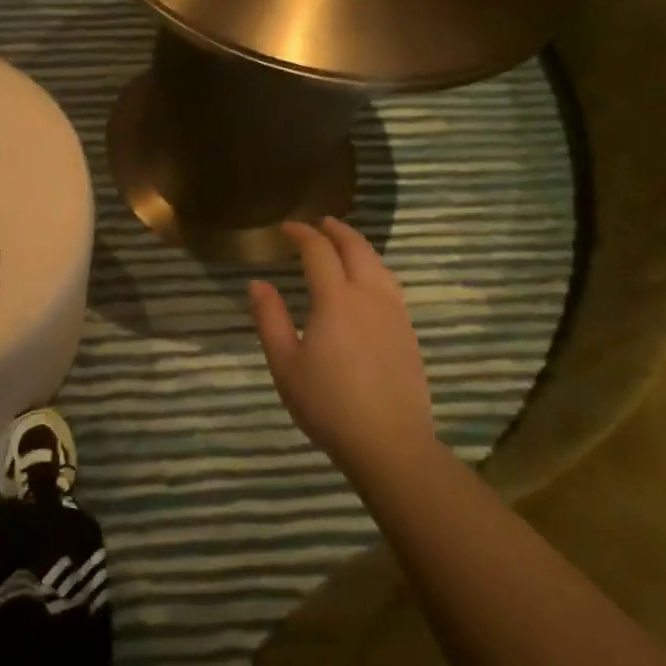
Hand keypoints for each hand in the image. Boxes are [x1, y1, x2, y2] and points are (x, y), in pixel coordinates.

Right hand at [248, 218, 433, 477]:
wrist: (390, 443)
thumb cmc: (328, 404)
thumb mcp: (285, 363)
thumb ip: (270, 318)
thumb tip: (257, 283)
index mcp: (336, 299)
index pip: (318, 251)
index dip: (301, 234)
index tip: (286, 228)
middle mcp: (369, 296)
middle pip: (356, 248)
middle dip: (336, 230)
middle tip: (320, 223)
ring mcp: (394, 313)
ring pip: (379, 264)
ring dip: (359, 247)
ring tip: (345, 244)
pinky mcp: (408, 332)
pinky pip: (391, 285)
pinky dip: (375, 269)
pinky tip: (369, 282)